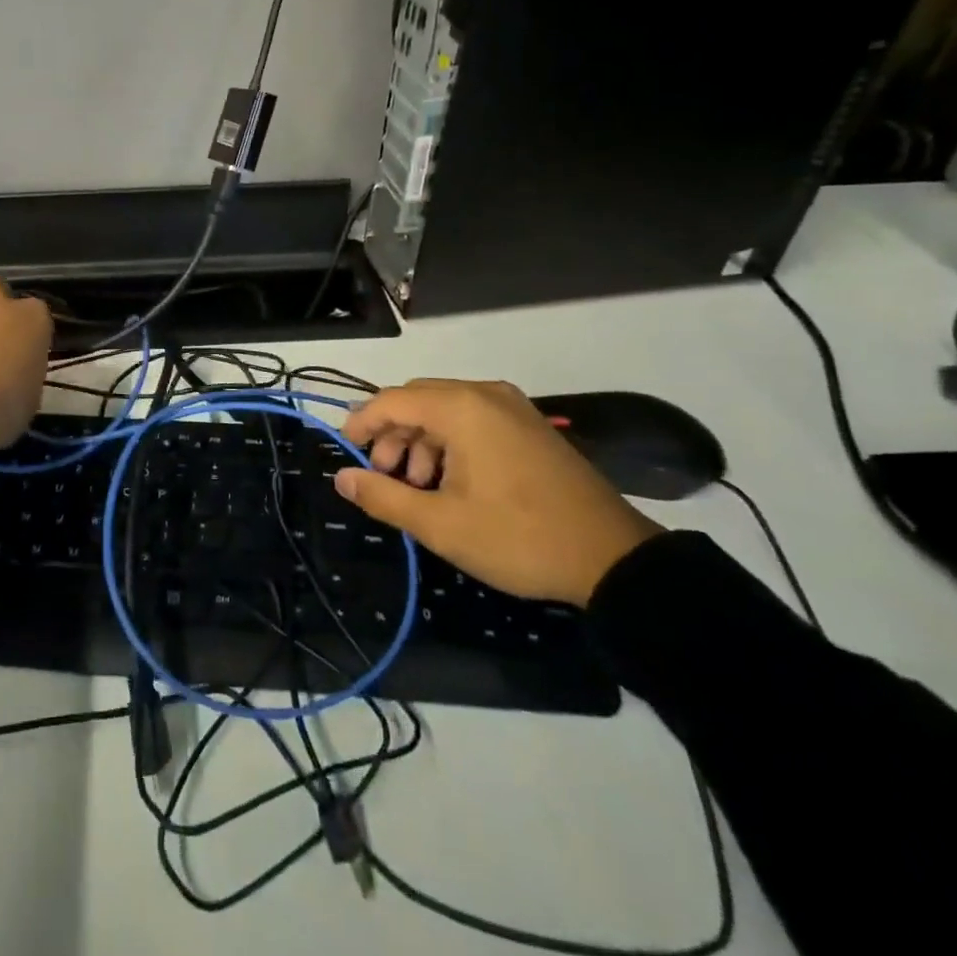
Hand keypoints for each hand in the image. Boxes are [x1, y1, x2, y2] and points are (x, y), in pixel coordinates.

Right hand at [335, 379, 661, 605]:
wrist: (614, 560)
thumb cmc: (518, 538)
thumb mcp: (440, 525)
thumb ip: (383, 496)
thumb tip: (342, 477)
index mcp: (462, 408)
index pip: (393, 399)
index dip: (362, 422)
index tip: (346, 450)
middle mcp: (485, 395)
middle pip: (418, 400)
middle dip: (392, 434)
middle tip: (384, 476)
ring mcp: (513, 408)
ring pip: (446, 410)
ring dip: (421, 441)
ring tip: (417, 487)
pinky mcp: (531, 426)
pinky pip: (474, 420)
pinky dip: (450, 443)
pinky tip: (451, 482)